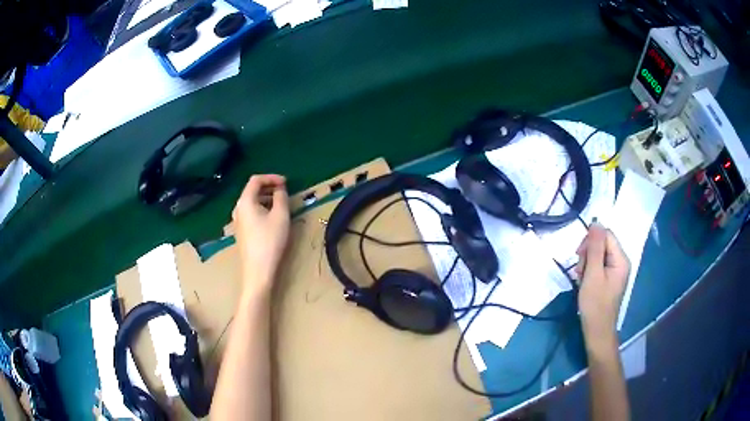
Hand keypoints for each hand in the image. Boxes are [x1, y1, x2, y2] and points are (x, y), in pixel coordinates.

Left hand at [232, 175, 289, 293]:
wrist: (258, 271)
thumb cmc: (270, 241)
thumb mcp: (281, 216)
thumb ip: (281, 197)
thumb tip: (280, 188)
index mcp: (245, 201)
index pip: (256, 180)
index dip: (271, 177)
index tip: (286, 182)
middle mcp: (238, 208)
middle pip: (252, 190)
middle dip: (269, 187)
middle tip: (285, 191)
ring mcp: (237, 221)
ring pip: (251, 202)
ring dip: (266, 198)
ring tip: (281, 203)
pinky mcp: (241, 232)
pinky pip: (251, 213)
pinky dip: (261, 208)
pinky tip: (272, 217)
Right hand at [575, 223, 629, 337]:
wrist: (597, 331)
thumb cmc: (595, 304)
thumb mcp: (593, 274)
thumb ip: (595, 248)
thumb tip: (596, 222)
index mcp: (621, 259)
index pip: (606, 235)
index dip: (591, 241)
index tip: (578, 256)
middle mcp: (621, 261)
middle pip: (602, 243)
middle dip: (588, 254)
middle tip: (580, 271)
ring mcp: (615, 270)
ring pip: (598, 254)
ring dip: (586, 263)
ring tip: (581, 279)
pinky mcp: (609, 278)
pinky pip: (598, 265)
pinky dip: (589, 271)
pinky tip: (584, 282)